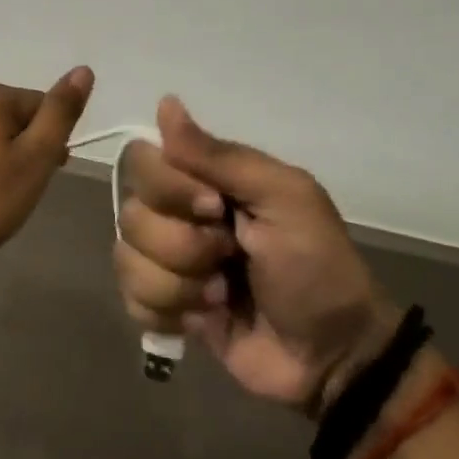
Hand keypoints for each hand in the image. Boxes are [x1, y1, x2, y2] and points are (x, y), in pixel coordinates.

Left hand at [0, 68, 95, 258]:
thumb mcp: (36, 156)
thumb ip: (60, 112)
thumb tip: (83, 70)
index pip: (42, 107)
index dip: (52, 141)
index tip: (48, 172)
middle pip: (17, 118)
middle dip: (28, 148)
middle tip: (25, 186)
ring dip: (6, 157)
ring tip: (1, 193)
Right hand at [114, 97, 394, 412]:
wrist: (331, 356)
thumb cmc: (315, 266)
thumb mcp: (284, 199)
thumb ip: (221, 156)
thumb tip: (165, 103)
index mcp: (206, 179)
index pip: (143, 159)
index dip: (170, 188)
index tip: (215, 207)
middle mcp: (179, 213)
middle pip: (132, 213)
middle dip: (182, 245)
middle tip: (230, 257)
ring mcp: (168, 261)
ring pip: (127, 258)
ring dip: (179, 284)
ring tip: (222, 296)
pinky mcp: (163, 306)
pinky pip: (130, 298)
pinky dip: (166, 312)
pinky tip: (202, 318)